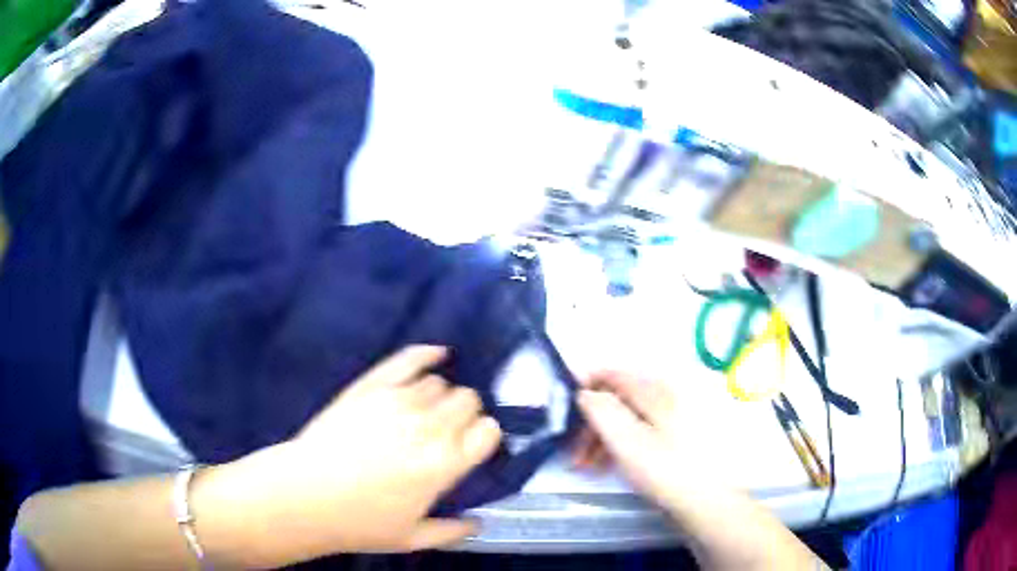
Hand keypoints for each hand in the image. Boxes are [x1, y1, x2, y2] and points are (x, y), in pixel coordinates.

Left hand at [194, 346, 502, 565]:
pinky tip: (437, 354)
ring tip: (424, 413)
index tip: (475, 445)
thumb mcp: (412, 538)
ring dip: (440, 397)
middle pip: (467, 400)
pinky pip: (407, 359)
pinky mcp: (370, 386)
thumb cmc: (359, 522)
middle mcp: (428, 427)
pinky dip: (427, 354)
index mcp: (443, 464)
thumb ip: (453, 531)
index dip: (485, 436)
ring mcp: (397, 401)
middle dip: (465, 414)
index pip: (488, 431)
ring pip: (439, 383)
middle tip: (448, 432)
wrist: (304, 495)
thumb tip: (478, 522)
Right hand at [574, 371, 730, 513]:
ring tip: (587, 466)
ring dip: (603, 437)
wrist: (708, 498)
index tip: (564, 408)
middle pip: (618, 398)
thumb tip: (584, 391)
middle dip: (592, 422)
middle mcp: (665, 394)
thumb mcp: (627, 440)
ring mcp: (674, 414)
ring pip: (628, 416)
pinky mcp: (677, 433)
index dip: (586, 384)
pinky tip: (611, 464)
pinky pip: (641, 429)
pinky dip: (621, 442)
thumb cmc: (665, 468)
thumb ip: (602, 411)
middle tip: (574, 453)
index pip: (613, 374)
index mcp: (655, 390)